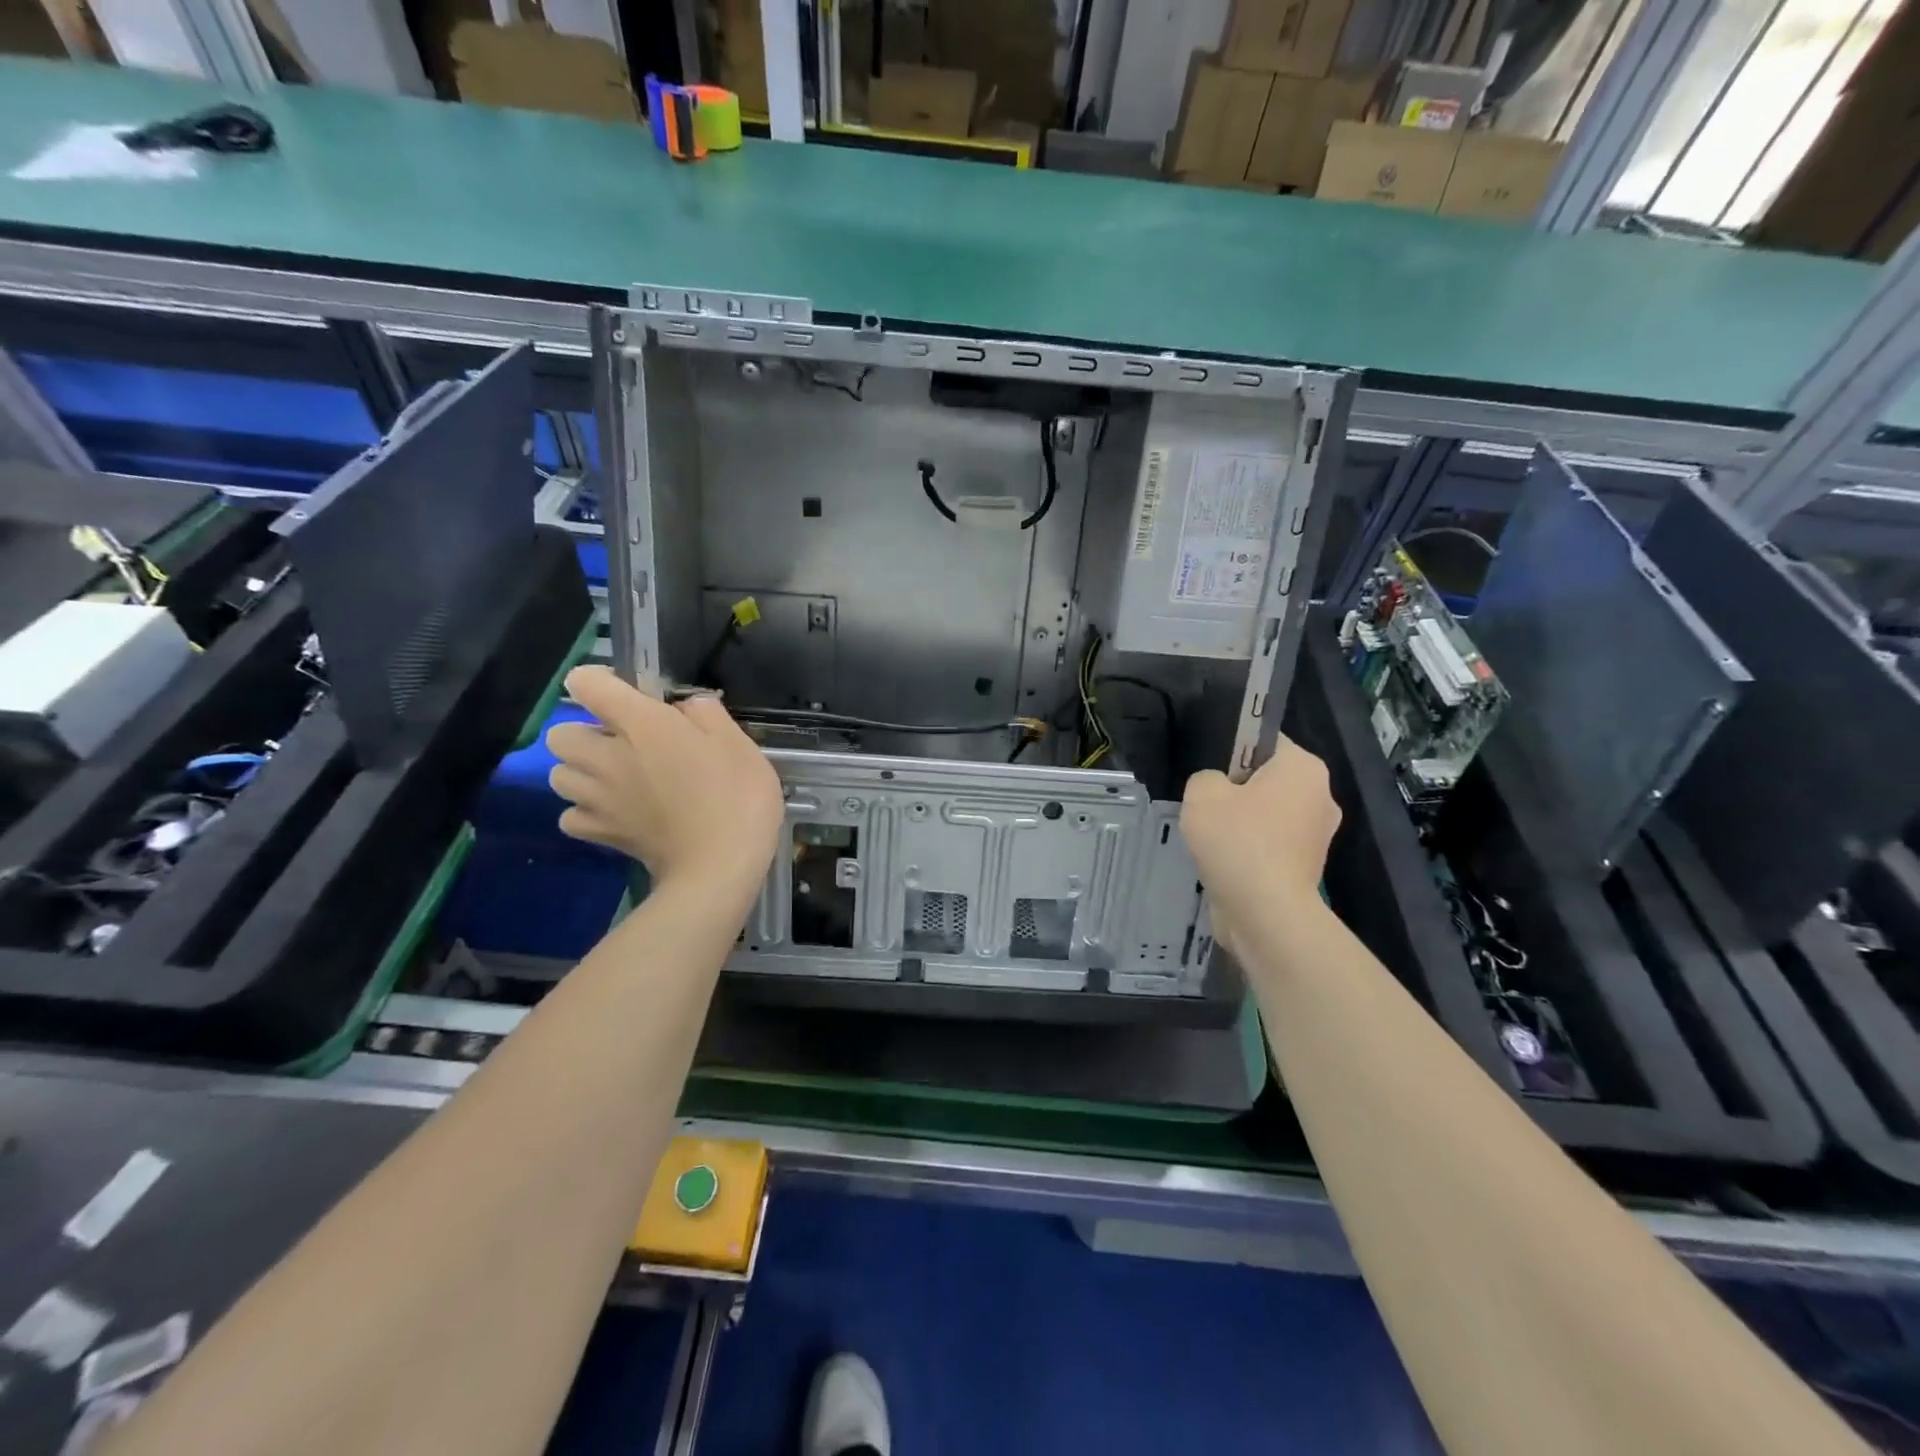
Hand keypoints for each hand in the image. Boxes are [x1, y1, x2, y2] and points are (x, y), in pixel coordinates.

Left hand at [546, 667, 784, 900]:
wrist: (720, 865)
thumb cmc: (737, 796)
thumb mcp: (738, 743)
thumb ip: (707, 714)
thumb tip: (687, 707)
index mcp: (641, 723)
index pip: (586, 684)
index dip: (600, 682)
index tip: (630, 695)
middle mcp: (607, 755)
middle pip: (560, 734)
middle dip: (584, 733)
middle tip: (622, 745)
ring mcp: (598, 798)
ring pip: (558, 776)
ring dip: (580, 773)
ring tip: (616, 780)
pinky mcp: (601, 833)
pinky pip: (571, 817)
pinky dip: (585, 814)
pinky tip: (614, 814)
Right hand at [1180, 736, 1339, 921]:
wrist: (1266, 913)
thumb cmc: (1237, 841)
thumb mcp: (1202, 793)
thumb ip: (1205, 778)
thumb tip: (1217, 789)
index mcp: (1304, 768)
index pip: (1264, 741)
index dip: (1231, 750)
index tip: (1209, 770)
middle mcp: (1321, 796)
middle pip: (1268, 780)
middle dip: (1237, 790)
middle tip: (1205, 805)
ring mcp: (1318, 836)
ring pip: (1268, 815)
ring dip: (1242, 823)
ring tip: (1210, 838)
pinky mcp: (1307, 868)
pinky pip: (1271, 845)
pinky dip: (1250, 851)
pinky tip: (1225, 861)